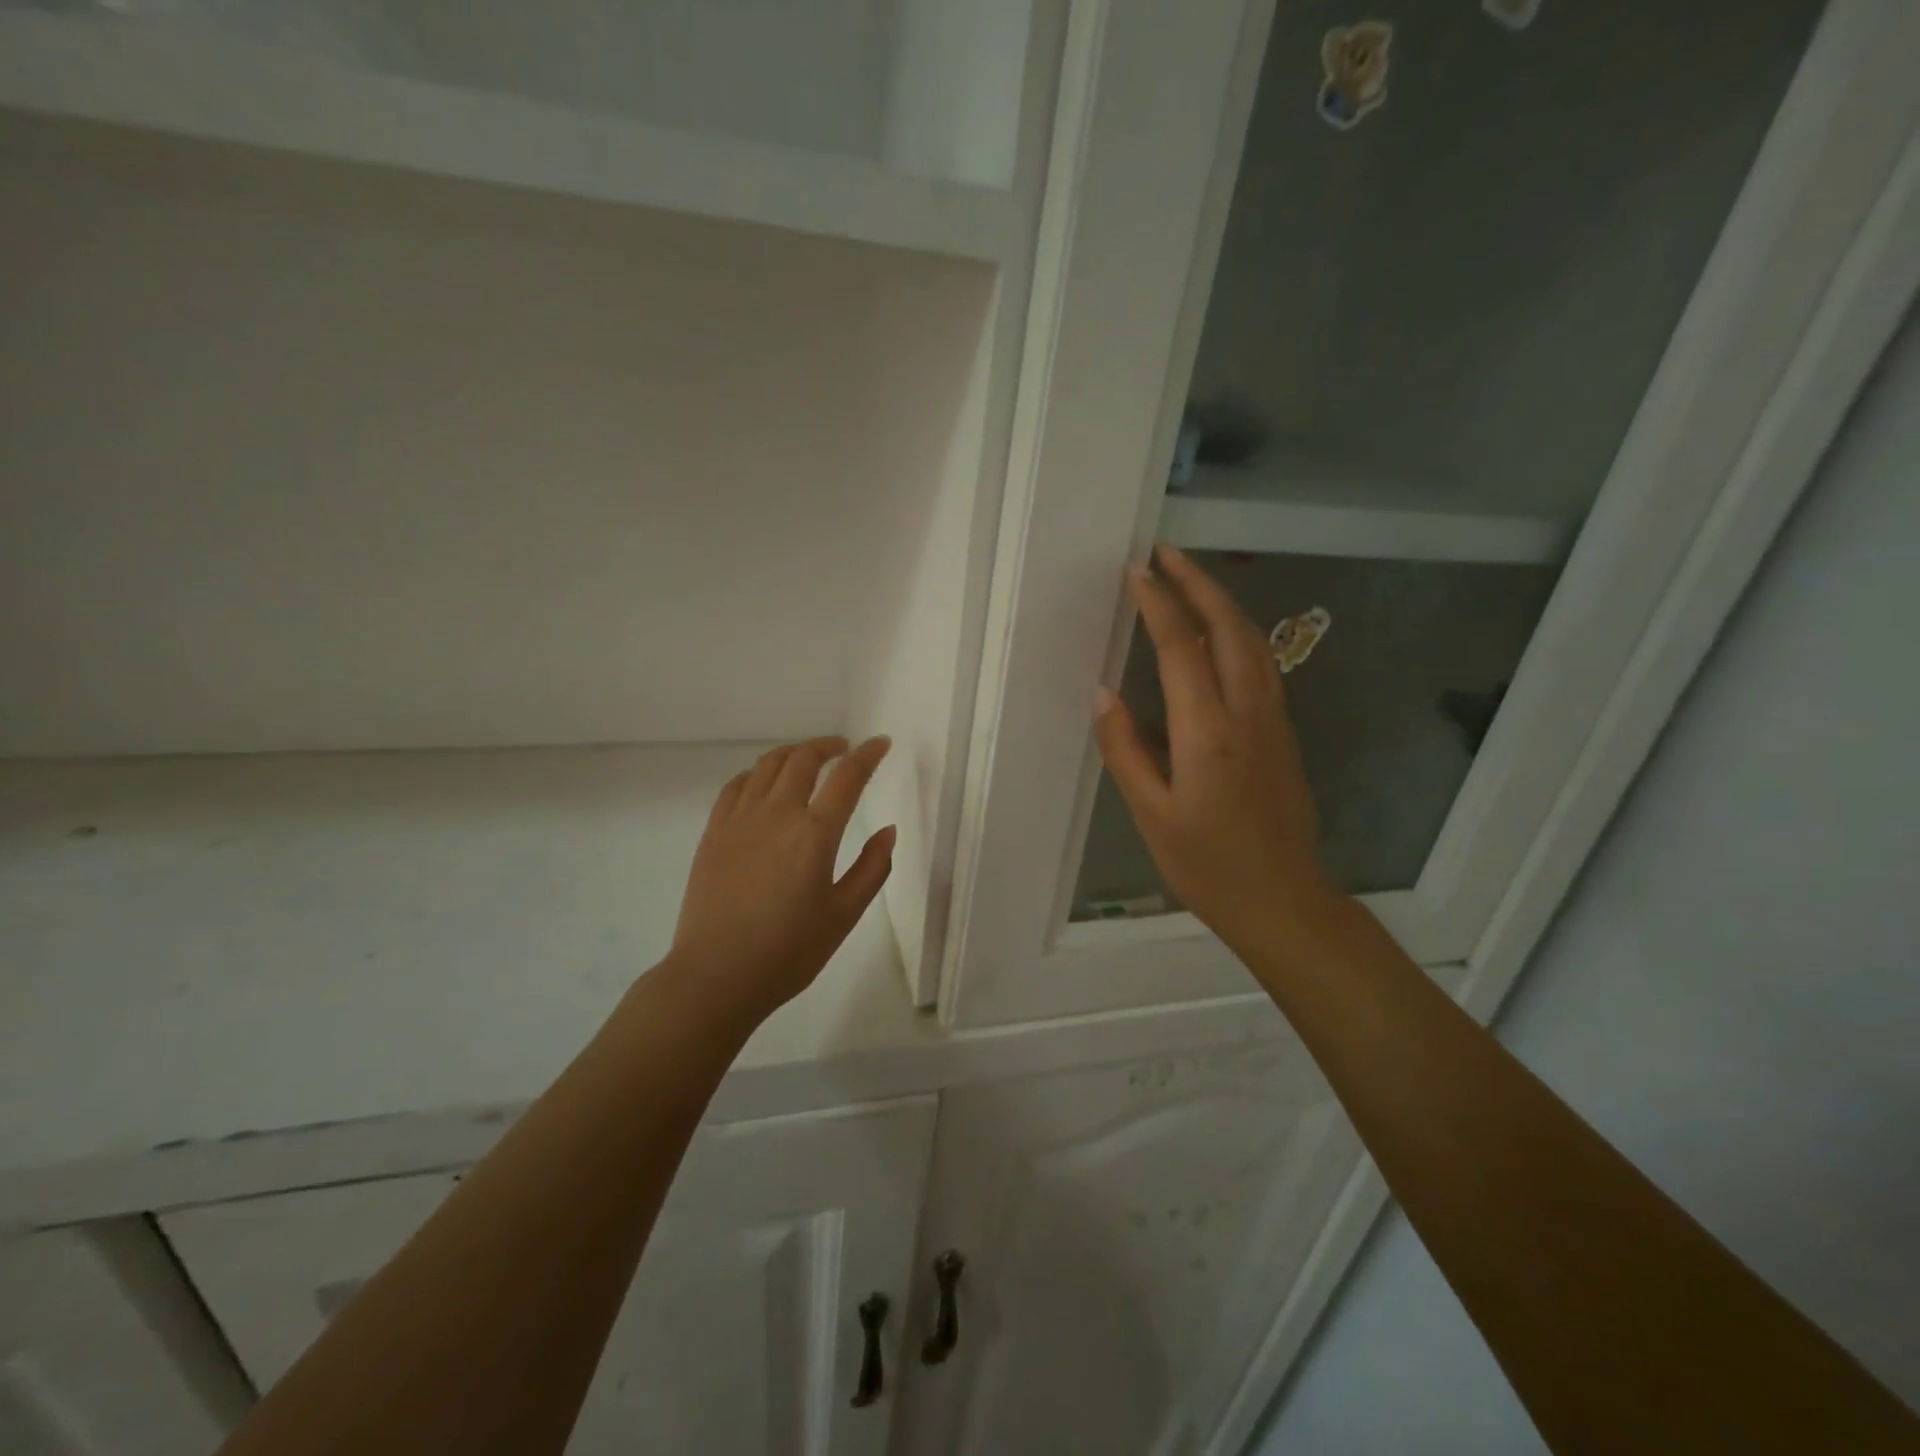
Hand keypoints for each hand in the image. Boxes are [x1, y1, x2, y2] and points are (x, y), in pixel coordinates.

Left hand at [666, 735, 894, 1031]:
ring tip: (808, 758)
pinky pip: (736, 785)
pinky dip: (758, 773)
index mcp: (815, 833)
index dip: (868, 755)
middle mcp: (777, 814)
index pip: (847, 777)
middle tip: (845, 748)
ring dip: (794, 753)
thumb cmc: (788, 951)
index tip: (881, 743)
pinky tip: (765, 781)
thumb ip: (872, 868)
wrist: (716, 975)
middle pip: (803, 759)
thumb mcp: (844, 915)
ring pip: (768, 765)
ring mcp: (740, 820)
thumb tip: (888, 830)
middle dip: (828, 746)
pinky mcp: (714, 832)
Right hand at [1094, 545, 1339, 960]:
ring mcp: (1274, 720)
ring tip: (1190, 579)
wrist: (1284, 900)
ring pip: (1253, 641)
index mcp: (1209, 732)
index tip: (1137, 570)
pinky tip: (1219, 633)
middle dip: (1198, 583)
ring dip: (1222, 601)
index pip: (1182, 647)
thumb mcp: (1151, 815)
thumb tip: (1103, 694)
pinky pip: (1260, 664)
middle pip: (1229, 627)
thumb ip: (1126, 749)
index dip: (1159, 603)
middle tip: (1166, 552)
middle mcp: (1248, 712)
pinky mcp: (1283, 732)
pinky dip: (1237, 632)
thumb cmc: (1208, 865)